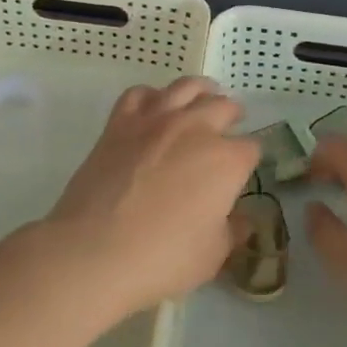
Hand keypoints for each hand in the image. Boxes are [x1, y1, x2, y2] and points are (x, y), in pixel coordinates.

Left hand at [41, 77, 258, 321]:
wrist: (95, 251)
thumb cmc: (163, 259)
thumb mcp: (212, 256)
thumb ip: (231, 231)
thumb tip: (242, 220)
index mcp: (226, 161)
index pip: (251, 148)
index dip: (250, 159)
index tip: (244, 168)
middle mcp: (195, 128)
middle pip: (223, 106)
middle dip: (232, 116)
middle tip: (231, 124)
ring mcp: (155, 120)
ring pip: (185, 87)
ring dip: (200, 91)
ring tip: (203, 97)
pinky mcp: (120, 123)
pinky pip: (139, 93)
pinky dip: (151, 96)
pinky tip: (153, 107)